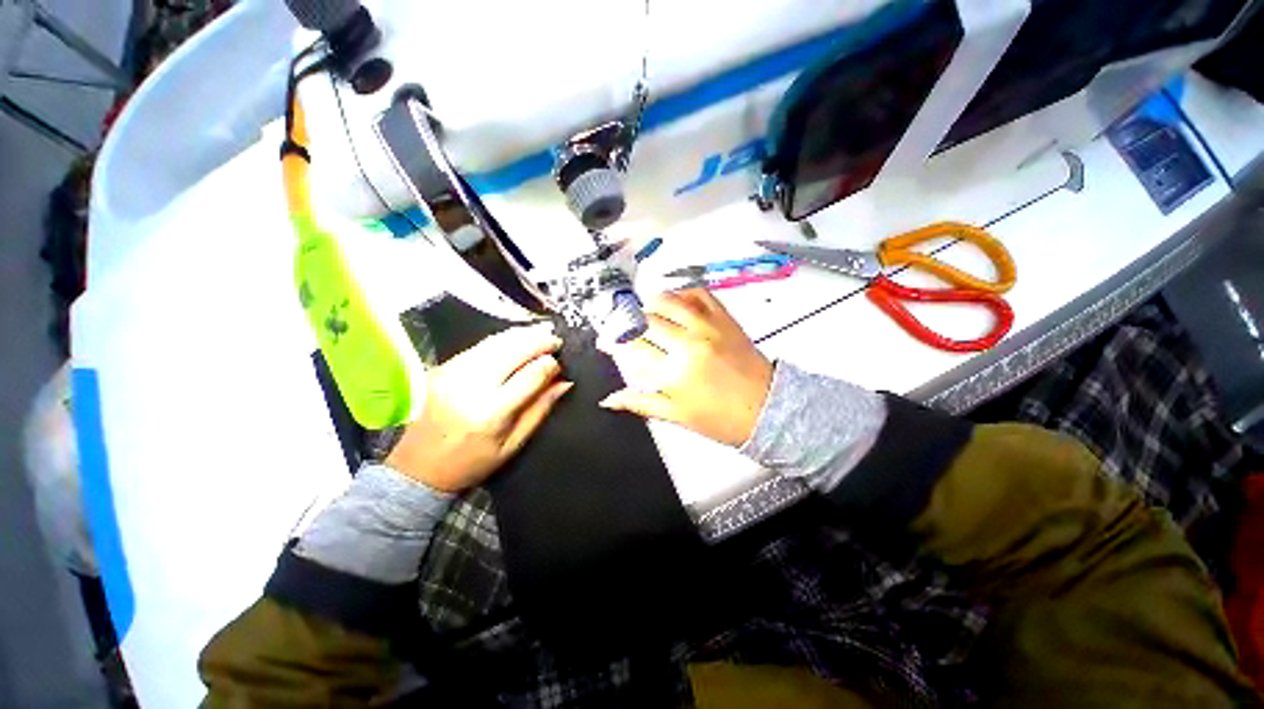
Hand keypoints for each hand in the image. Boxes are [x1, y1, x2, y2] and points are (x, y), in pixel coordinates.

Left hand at [386, 324, 572, 492]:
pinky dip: (501, 340)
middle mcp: (471, 385)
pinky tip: (514, 341)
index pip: (532, 374)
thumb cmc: (471, 462)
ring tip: (540, 335)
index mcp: (491, 411)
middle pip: (514, 349)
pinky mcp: (441, 367)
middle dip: (540, 341)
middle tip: (556, 340)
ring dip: (522, 335)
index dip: (551, 364)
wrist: (416, 469)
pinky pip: (479, 345)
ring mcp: (452, 372)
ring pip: (496, 341)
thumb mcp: (513, 444)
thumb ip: (540, 409)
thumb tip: (565, 382)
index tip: (560, 364)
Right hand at [600, 289, 773, 446]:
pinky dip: (681, 293)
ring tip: (643, 311)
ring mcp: (707, 326)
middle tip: (622, 326)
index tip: (607, 341)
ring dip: (649, 303)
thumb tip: (609, 400)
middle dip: (626, 323)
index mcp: (673, 374)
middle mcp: (687, 344)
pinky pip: (698, 294)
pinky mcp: (724, 318)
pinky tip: (674, 302)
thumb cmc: (721, 418)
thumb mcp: (677, 415)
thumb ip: (640, 403)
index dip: (615, 344)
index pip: (632, 350)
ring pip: (667, 301)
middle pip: (645, 322)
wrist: (768, 409)